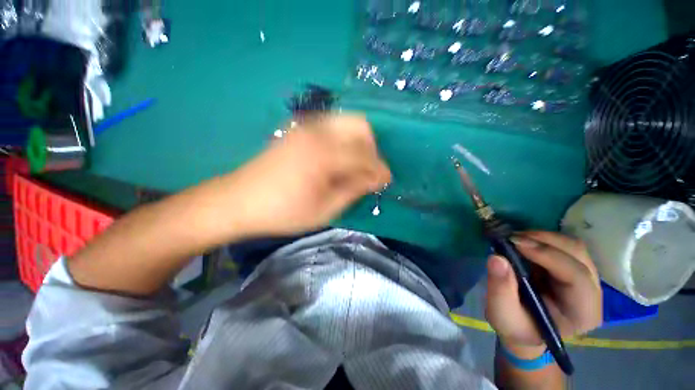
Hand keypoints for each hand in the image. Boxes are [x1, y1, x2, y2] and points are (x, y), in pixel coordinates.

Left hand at [227, 114, 390, 236]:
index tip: (386, 181)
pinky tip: (338, 159)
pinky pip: (332, 127)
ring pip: (347, 123)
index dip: (380, 169)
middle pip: (360, 126)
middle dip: (372, 149)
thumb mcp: (325, 209)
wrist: (239, 201)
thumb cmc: (283, 211)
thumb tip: (378, 177)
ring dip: (359, 143)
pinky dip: (344, 140)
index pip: (365, 155)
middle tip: (368, 172)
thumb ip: (354, 189)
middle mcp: (317, 131)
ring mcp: (306, 126)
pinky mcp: (299, 129)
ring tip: (355, 166)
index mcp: (325, 154)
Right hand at [485, 231, 601, 354]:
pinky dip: (542, 240)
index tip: (514, 243)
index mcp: (582, 312)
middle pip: (579, 255)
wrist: (523, 328)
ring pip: (573, 246)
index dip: (548, 255)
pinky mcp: (573, 268)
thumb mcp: (502, 314)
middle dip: (545, 241)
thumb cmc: (516, 326)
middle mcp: (592, 293)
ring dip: (542, 238)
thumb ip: (500, 289)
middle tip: (512, 238)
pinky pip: (563, 246)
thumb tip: (496, 258)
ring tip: (515, 239)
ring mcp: (585, 278)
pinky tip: (523, 243)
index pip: (576, 276)